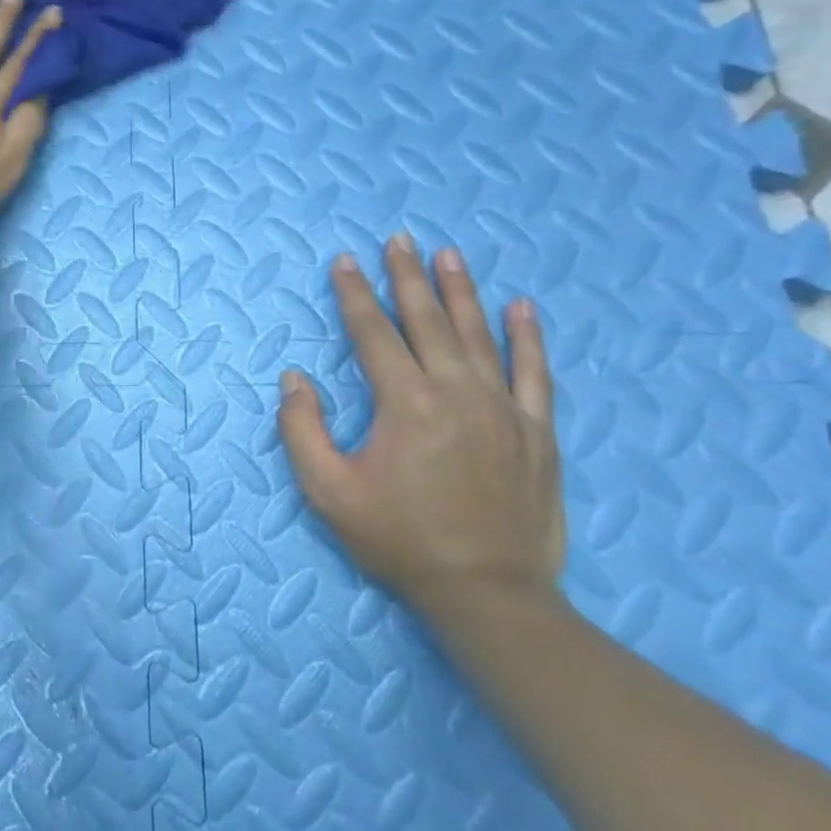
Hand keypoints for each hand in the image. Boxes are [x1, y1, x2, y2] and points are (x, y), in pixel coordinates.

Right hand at [278, 234, 564, 623]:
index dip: (354, 295)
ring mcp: (503, 409)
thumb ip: (302, 429)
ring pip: (479, 335)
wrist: (487, 592)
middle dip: (407, 277)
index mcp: (404, 404)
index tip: (344, 261)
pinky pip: (535, 372)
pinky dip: (527, 337)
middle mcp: (456, 392)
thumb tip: (294, 378)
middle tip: (398, 238)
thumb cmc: (398, 539)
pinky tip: (522, 307)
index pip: (372, 334)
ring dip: (460, 291)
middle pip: (426, 321)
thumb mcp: (327, 490)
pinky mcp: (536, 431)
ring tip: (448, 254)